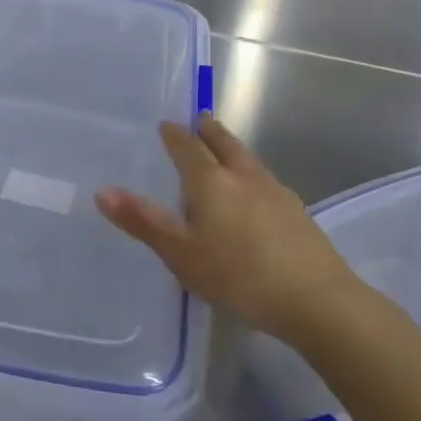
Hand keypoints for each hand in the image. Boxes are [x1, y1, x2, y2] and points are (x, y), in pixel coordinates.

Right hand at [95, 114, 359, 342]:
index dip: (174, 135)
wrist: (318, 301)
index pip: (187, 147)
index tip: (166, 124)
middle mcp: (243, 177)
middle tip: (200, 119)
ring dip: (232, 148)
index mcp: (211, 181)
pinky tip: (253, 193)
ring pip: (248, 159)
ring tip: (223, 149)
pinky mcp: (297, 213)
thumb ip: (143, 221)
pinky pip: (265, 180)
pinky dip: (250, 174)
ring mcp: (275, 192)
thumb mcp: (180, 254)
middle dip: (209, 130)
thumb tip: (102, 191)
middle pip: (224, 143)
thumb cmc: (238, 276)